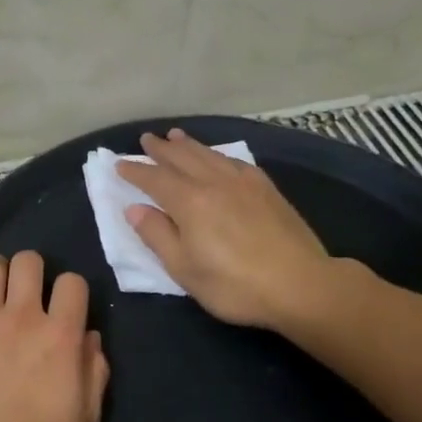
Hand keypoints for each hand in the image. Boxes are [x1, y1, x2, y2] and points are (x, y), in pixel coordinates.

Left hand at [0, 251, 109, 421]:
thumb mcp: (84, 421)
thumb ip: (94, 375)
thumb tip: (90, 339)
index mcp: (60, 336)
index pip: (73, 283)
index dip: (72, 291)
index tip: (66, 309)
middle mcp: (22, 316)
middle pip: (28, 262)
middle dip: (32, 269)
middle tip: (28, 293)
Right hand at [116, 129, 337, 330]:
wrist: (301, 284)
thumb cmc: (234, 285)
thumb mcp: (184, 269)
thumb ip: (157, 236)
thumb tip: (134, 208)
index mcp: (190, 203)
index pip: (155, 180)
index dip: (136, 171)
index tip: (119, 165)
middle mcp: (215, 183)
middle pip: (183, 159)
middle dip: (161, 149)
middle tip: (146, 139)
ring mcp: (244, 183)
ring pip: (209, 155)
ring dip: (189, 145)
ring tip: (176, 136)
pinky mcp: (267, 189)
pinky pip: (234, 162)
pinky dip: (218, 155)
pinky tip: (218, 157)